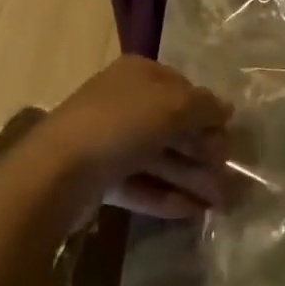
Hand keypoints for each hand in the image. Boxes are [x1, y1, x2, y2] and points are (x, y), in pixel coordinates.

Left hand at [39, 56, 234, 218]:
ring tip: (219, 204)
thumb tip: (227, 109)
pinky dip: (165, 195)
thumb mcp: (174, 106)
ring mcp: (109, 140)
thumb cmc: (120, 124)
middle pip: (173, 126)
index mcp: (140, 74)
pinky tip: (191, 211)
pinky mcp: (99, 176)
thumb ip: (205, 107)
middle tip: (230, 180)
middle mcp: (124, 101)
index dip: (208, 113)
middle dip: (203, 153)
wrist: (55, 173)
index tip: (228, 139)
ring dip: (191, 178)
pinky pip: (140, 183)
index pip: (184, 89)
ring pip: (159, 157)